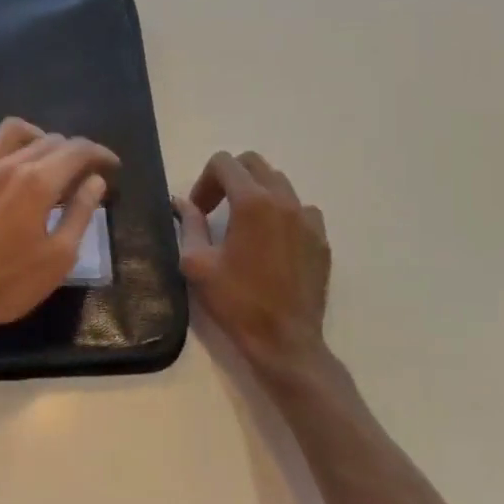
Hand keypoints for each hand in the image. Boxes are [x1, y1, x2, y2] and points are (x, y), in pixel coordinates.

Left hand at [0, 117, 118, 347]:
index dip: (99, 153)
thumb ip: (80, 214)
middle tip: (82, 174)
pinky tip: (1, 165)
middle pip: (49, 139)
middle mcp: (7, 164)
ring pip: (11, 131)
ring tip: (44, 159)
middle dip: (73, 151)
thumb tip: (95, 181)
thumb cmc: (7, 284)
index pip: (77, 150)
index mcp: (37, 182)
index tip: (111, 166)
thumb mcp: (58, 258)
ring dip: (36, 137)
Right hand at [176, 151, 331, 382]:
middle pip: (254, 163)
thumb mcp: (198, 264)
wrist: (285, 341)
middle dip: (230, 178)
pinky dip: (283, 213)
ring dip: (257, 192)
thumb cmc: (236, 302)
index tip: (199, 211)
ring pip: (280, 183)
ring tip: (245, 224)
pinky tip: (272, 241)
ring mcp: (308, 219)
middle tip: (216, 209)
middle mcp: (284, 200)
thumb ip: (190, 225)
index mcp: (252, 202)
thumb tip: (182, 203)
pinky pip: (301, 209)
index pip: (224, 163)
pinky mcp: (321, 239)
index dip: (204, 181)